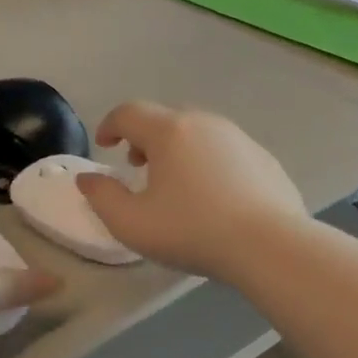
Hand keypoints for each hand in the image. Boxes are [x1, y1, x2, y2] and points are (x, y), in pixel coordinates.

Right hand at [73, 102, 307, 280]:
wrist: (270, 245)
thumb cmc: (192, 231)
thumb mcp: (131, 223)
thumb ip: (101, 196)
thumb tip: (87, 178)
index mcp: (169, 132)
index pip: (129, 112)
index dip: (110, 125)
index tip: (104, 145)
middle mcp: (205, 123)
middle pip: (165, 120)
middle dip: (144, 139)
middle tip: (136, 166)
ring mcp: (240, 138)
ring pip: (198, 134)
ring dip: (178, 150)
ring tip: (174, 183)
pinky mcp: (264, 159)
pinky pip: (225, 152)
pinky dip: (208, 164)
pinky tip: (213, 197)